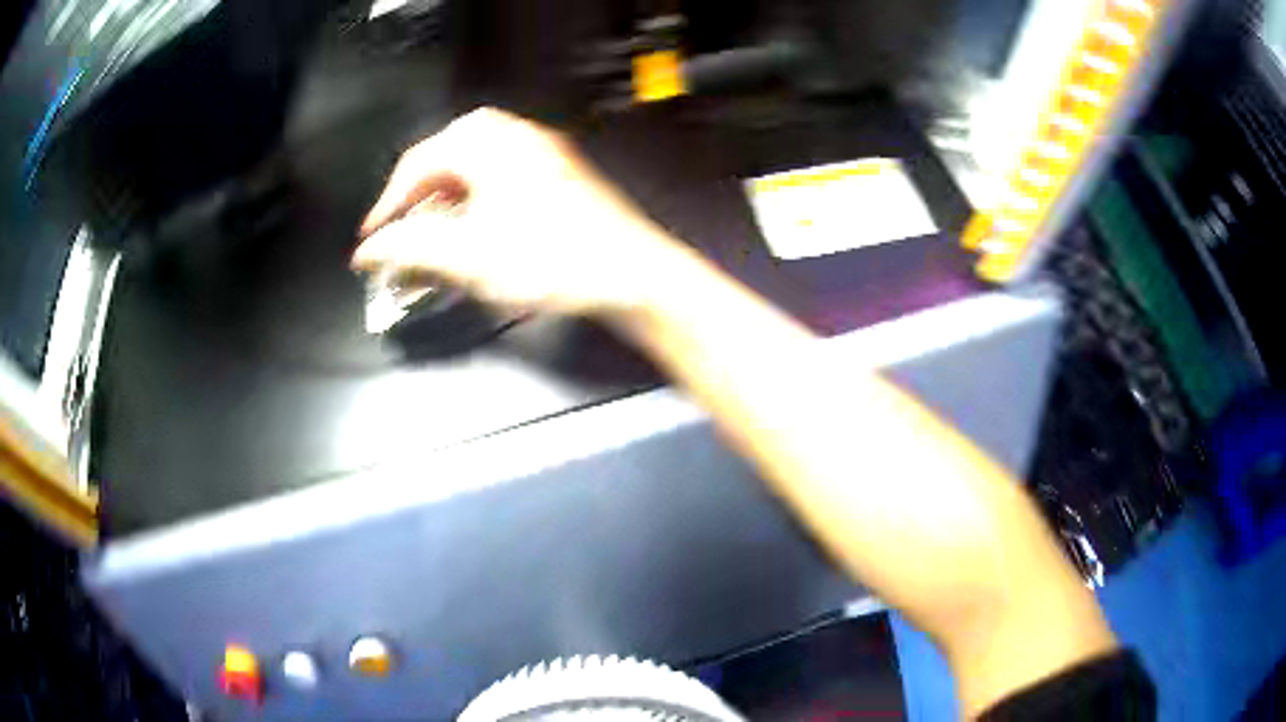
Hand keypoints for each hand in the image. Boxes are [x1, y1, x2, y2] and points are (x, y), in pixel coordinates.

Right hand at [355, 107, 684, 316]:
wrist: (632, 274)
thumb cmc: (553, 259)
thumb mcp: (469, 256)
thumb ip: (409, 248)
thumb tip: (369, 250)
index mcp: (488, 143)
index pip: (417, 163)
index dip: (388, 203)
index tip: (372, 238)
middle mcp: (515, 136)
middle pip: (445, 157)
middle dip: (417, 195)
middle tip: (402, 229)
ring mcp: (541, 152)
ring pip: (474, 166)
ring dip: (446, 199)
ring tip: (433, 235)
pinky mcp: (558, 174)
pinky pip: (501, 176)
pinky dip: (476, 201)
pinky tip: (473, 230)